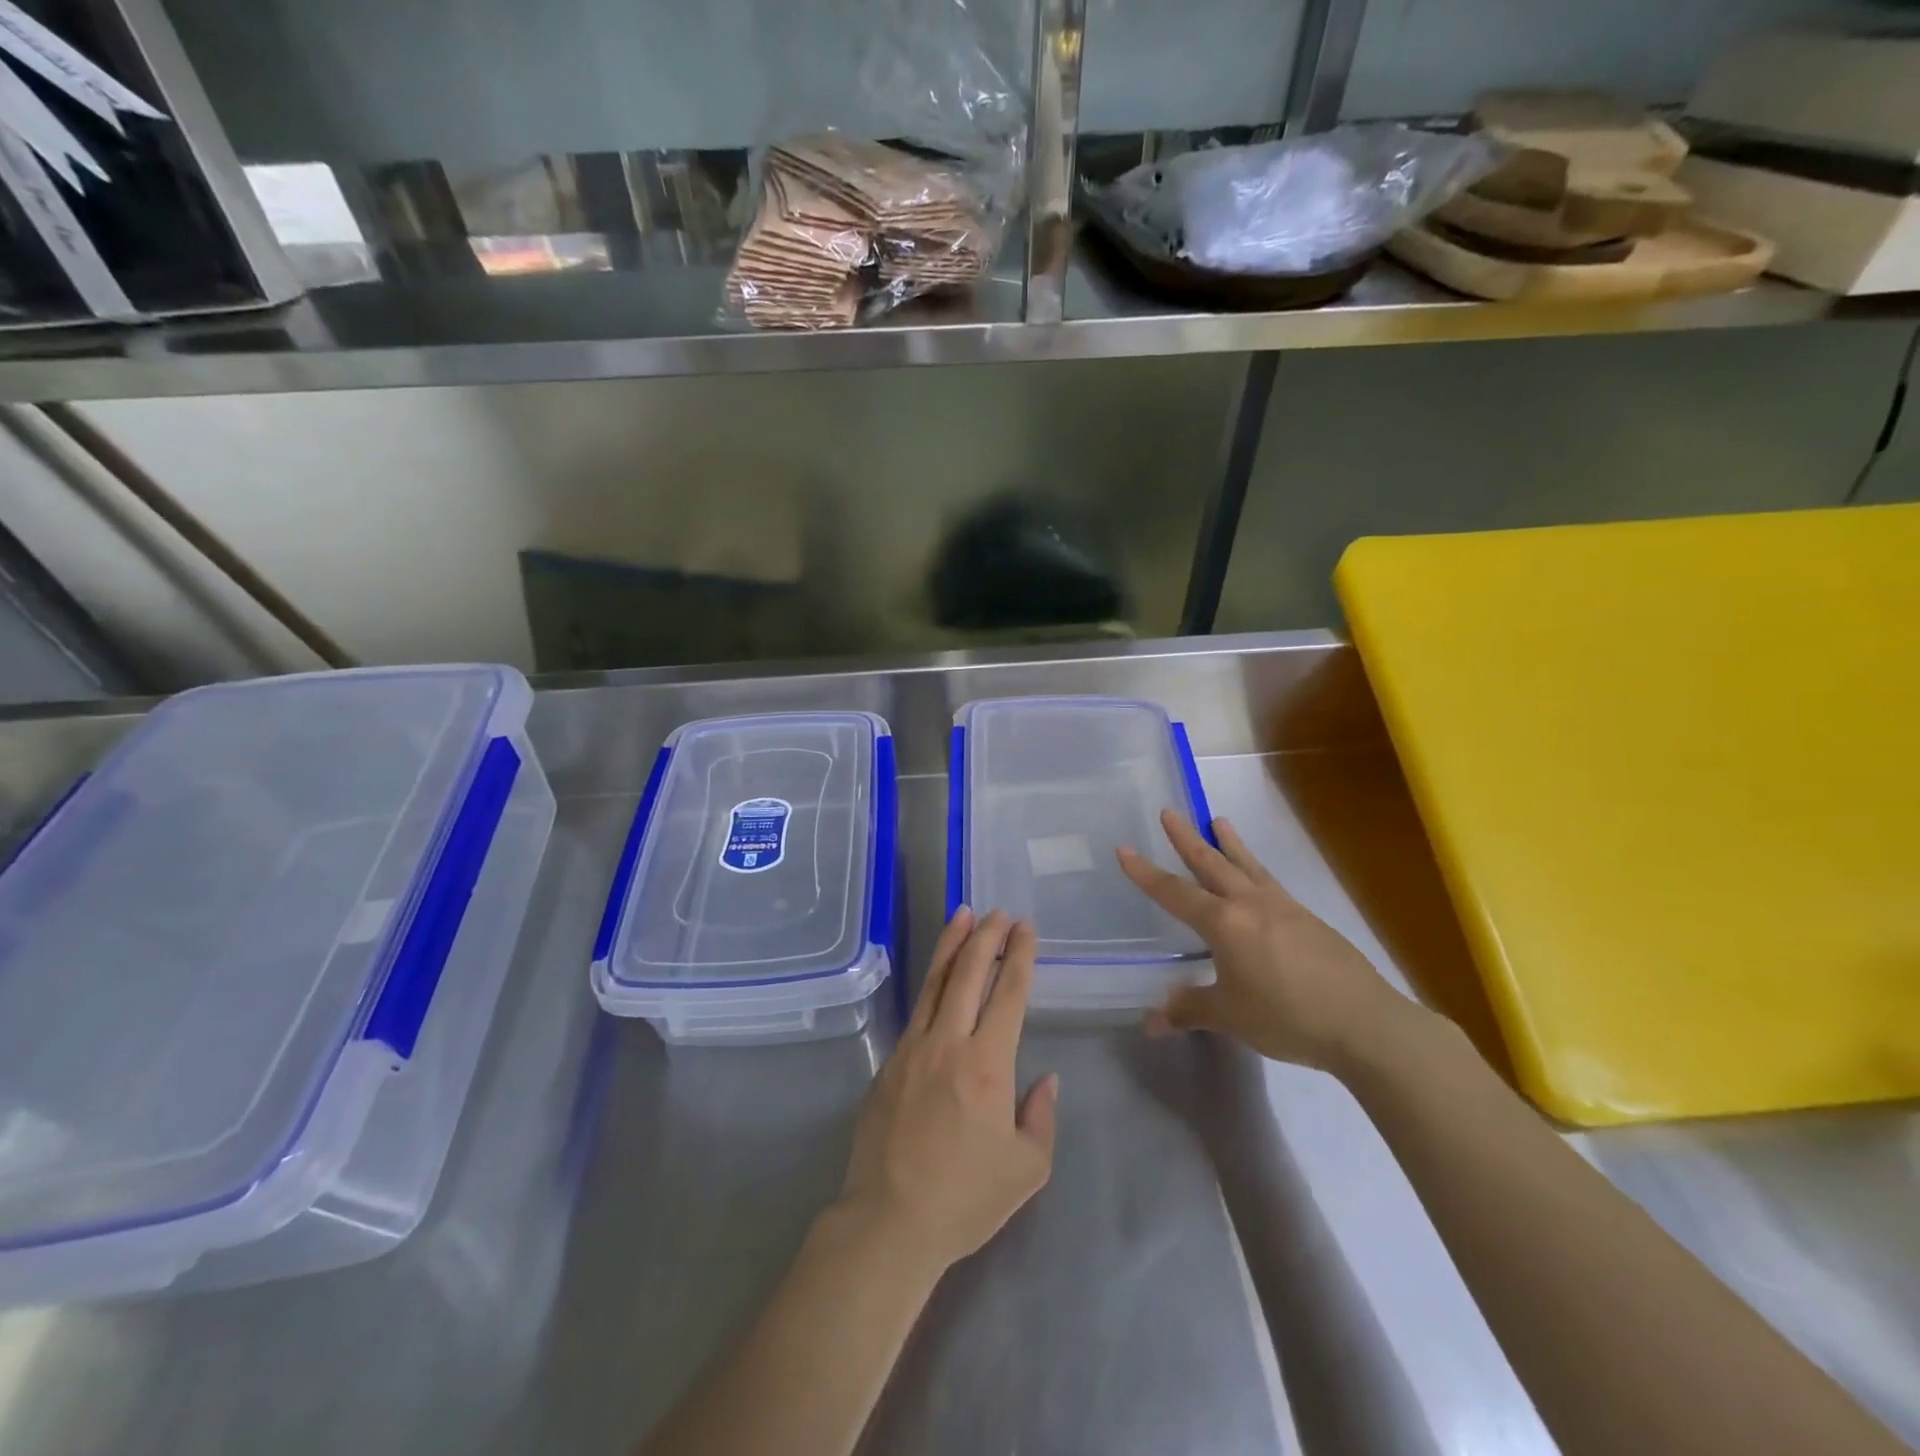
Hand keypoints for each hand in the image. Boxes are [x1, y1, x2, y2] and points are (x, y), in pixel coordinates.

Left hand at [832, 908, 1058, 1274]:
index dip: (1019, 957)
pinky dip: (930, 983)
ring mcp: (912, 1049)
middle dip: (986, 937)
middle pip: (968, 974)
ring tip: (962, 915)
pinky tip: (937, 976)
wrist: (889, 1222)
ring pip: (935, 982)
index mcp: (987, 1064)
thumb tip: (1046, 1080)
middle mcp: (948, 1043)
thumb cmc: (965, 1199)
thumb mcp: (1026, 1169)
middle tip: (999, 913)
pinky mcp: (888, 1063)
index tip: (1025, 929)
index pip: (1008, 994)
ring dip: (951, 945)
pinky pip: (915, 1011)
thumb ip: (1042, 1117)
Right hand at [1118, 810, 1408, 1071]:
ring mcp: (1283, 907)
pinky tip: (1257, 878)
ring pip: (1247, 866)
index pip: (1174, 893)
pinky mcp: (1308, 919)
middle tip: (1170, 812)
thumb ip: (1189, 1011)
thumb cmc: (1286, 1016)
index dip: (1146, 874)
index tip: (1124, 850)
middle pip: (1211, 863)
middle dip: (1186, 839)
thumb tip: (1152, 1022)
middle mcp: (1250, 904)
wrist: (1364, 1023)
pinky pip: (1270, 883)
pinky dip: (1255, 869)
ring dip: (1229, 843)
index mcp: (1223, 923)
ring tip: (1219, 820)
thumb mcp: (1229, 1016)